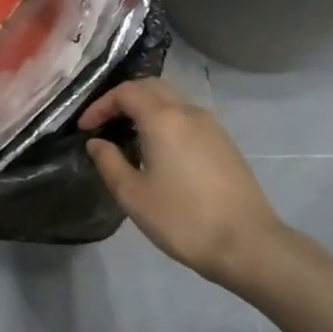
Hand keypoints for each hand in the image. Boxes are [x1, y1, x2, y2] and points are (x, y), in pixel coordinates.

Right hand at [80, 78, 291, 292]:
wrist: (248, 244)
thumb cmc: (182, 219)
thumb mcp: (133, 195)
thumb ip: (109, 162)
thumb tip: (96, 142)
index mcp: (163, 119)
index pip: (126, 92)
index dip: (100, 105)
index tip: (85, 128)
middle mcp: (189, 112)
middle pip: (151, 87)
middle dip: (123, 99)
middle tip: (104, 123)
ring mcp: (212, 126)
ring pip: (172, 100)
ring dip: (146, 108)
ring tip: (128, 136)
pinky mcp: (224, 143)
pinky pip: (187, 118)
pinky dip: (165, 121)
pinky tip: (158, 150)